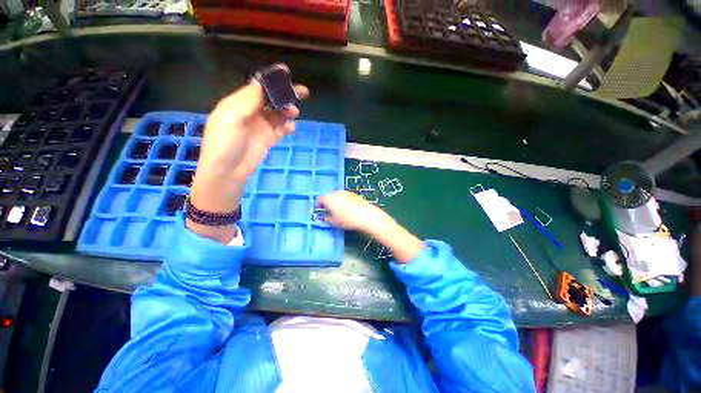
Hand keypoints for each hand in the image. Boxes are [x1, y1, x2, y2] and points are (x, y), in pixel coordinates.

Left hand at [197, 69, 309, 187]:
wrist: (227, 172)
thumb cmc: (225, 144)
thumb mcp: (232, 118)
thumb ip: (247, 101)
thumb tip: (260, 82)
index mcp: (238, 103)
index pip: (258, 87)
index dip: (272, 80)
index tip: (286, 73)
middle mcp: (251, 112)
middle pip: (271, 100)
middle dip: (285, 95)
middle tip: (303, 92)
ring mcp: (260, 127)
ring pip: (278, 114)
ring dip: (287, 111)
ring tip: (294, 113)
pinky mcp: (268, 139)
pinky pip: (280, 129)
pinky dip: (287, 127)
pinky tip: (291, 127)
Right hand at [317, 191, 392, 233]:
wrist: (366, 216)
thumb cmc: (348, 219)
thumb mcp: (334, 222)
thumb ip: (326, 218)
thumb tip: (323, 218)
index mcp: (329, 198)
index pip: (319, 199)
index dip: (318, 205)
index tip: (318, 210)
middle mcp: (336, 193)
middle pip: (328, 196)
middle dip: (327, 203)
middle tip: (328, 211)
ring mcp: (345, 192)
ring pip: (337, 196)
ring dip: (335, 202)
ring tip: (338, 211)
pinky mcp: (353, 194)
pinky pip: (344, 197)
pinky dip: (343, 201)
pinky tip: (347, 209)